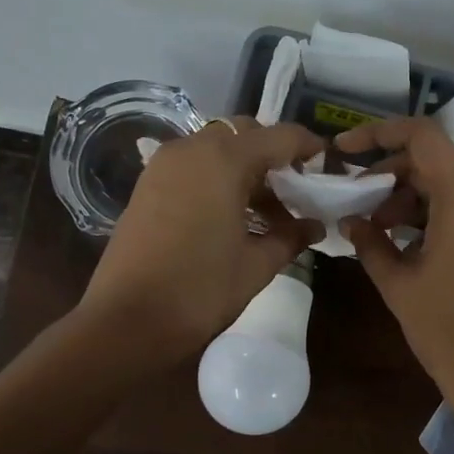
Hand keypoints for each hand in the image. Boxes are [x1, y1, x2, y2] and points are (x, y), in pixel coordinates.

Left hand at [79, 118, 324, 366]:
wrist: (127, 320)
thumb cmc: (200, 290)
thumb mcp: (256, 265)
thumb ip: (290, 237)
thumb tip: (315, 226)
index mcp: (224, 159)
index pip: (279, 136)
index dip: (308, 146)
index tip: (326, 164)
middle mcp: (191, 149)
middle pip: (243, 133)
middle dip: (273, 154)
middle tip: (294, 189)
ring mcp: (163, 165)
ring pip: (215, 148)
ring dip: (244, 167)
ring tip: (266, 210)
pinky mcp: (146, 185)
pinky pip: (192, 165)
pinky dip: (217, 177)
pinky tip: (231, 214)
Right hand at [339, 117, 453, 453]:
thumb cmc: (447, 331)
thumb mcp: (398, 285)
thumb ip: (370, 242)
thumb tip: (352, 221)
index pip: (423, 137)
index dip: (379, 134)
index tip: (344, 149)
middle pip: (437, 162)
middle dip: (392, 175)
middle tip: (357, 201)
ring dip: (413, 198)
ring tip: (380, 230)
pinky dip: (437, 215)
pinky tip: (411, 245)